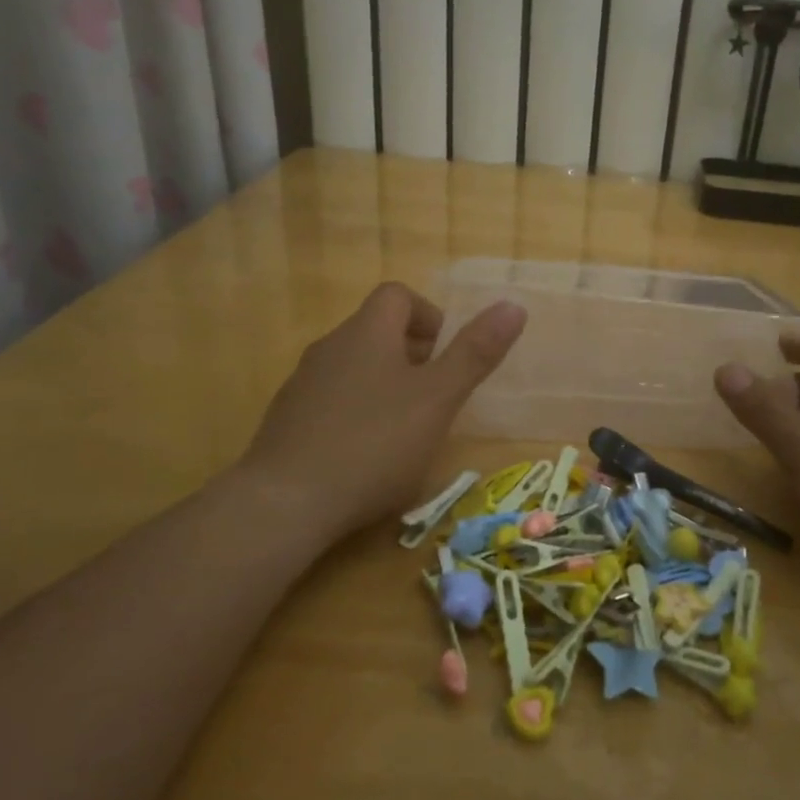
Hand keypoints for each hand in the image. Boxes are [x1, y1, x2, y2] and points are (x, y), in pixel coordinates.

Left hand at [239, 283, 525, 540]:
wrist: (285, 503)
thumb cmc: (375, 444)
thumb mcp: (438, 399)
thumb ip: (475, 354)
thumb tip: (514, 305)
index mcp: (367, 333)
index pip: (398, 295)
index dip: (428, 315)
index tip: (445, 355)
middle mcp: (330, 347)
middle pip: (375, 330)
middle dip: (412, 354)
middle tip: (435, 395)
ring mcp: (302, 385)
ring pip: (353, 366)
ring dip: (384, 384)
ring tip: (406, 427)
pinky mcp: (287, 421)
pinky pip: (330, 399)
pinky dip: (356, 411)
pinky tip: (366, 454)